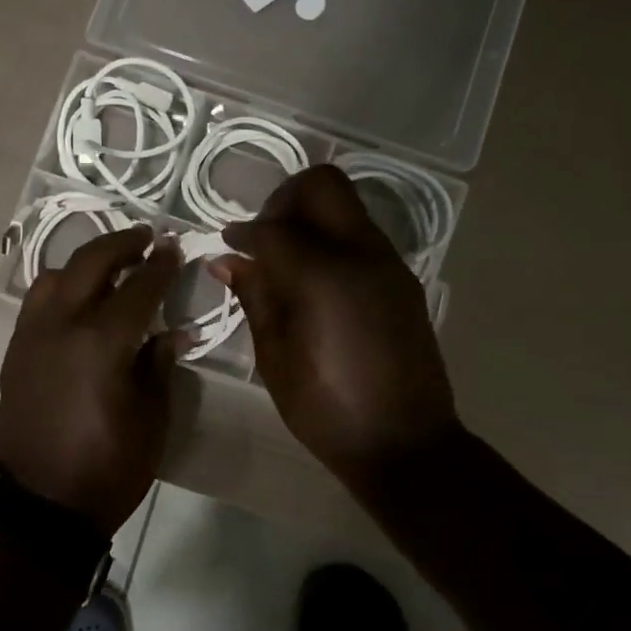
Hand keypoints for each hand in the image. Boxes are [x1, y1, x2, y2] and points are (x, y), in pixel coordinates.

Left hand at [0, 226, 183, 534]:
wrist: (42, 505)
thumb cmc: (108, 467)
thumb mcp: (151, 418)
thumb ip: (159, 364)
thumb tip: (169, 332)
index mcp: (102, 341)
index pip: (139, 287)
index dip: (160, 265)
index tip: (174, 248)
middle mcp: (61, 325)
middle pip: (91, 263)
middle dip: (121, 244)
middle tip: (144, 238)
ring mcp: (31, 336)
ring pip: (55, 276)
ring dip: (85, 263)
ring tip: (109, 267)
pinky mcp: (15, 353)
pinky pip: (36, 303)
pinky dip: (60, 288)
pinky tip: (77, 301)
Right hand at [211, 166, 459, 496]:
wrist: (405, 443)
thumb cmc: (327, 410)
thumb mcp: (275, 358)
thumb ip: (255, 298)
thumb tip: (230, 260)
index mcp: (323, 277)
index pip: (273, 229)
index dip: (242, 232)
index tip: (226, 244)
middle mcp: (361, 254)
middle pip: (322, 186)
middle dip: (284, 200)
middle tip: (263, 236)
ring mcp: (389, 264)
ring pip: (346, 207)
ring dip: (311, 218)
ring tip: (285, 261)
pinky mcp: (402, 280)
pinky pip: (362, 236)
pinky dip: (332, 240)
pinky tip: (314, 282)